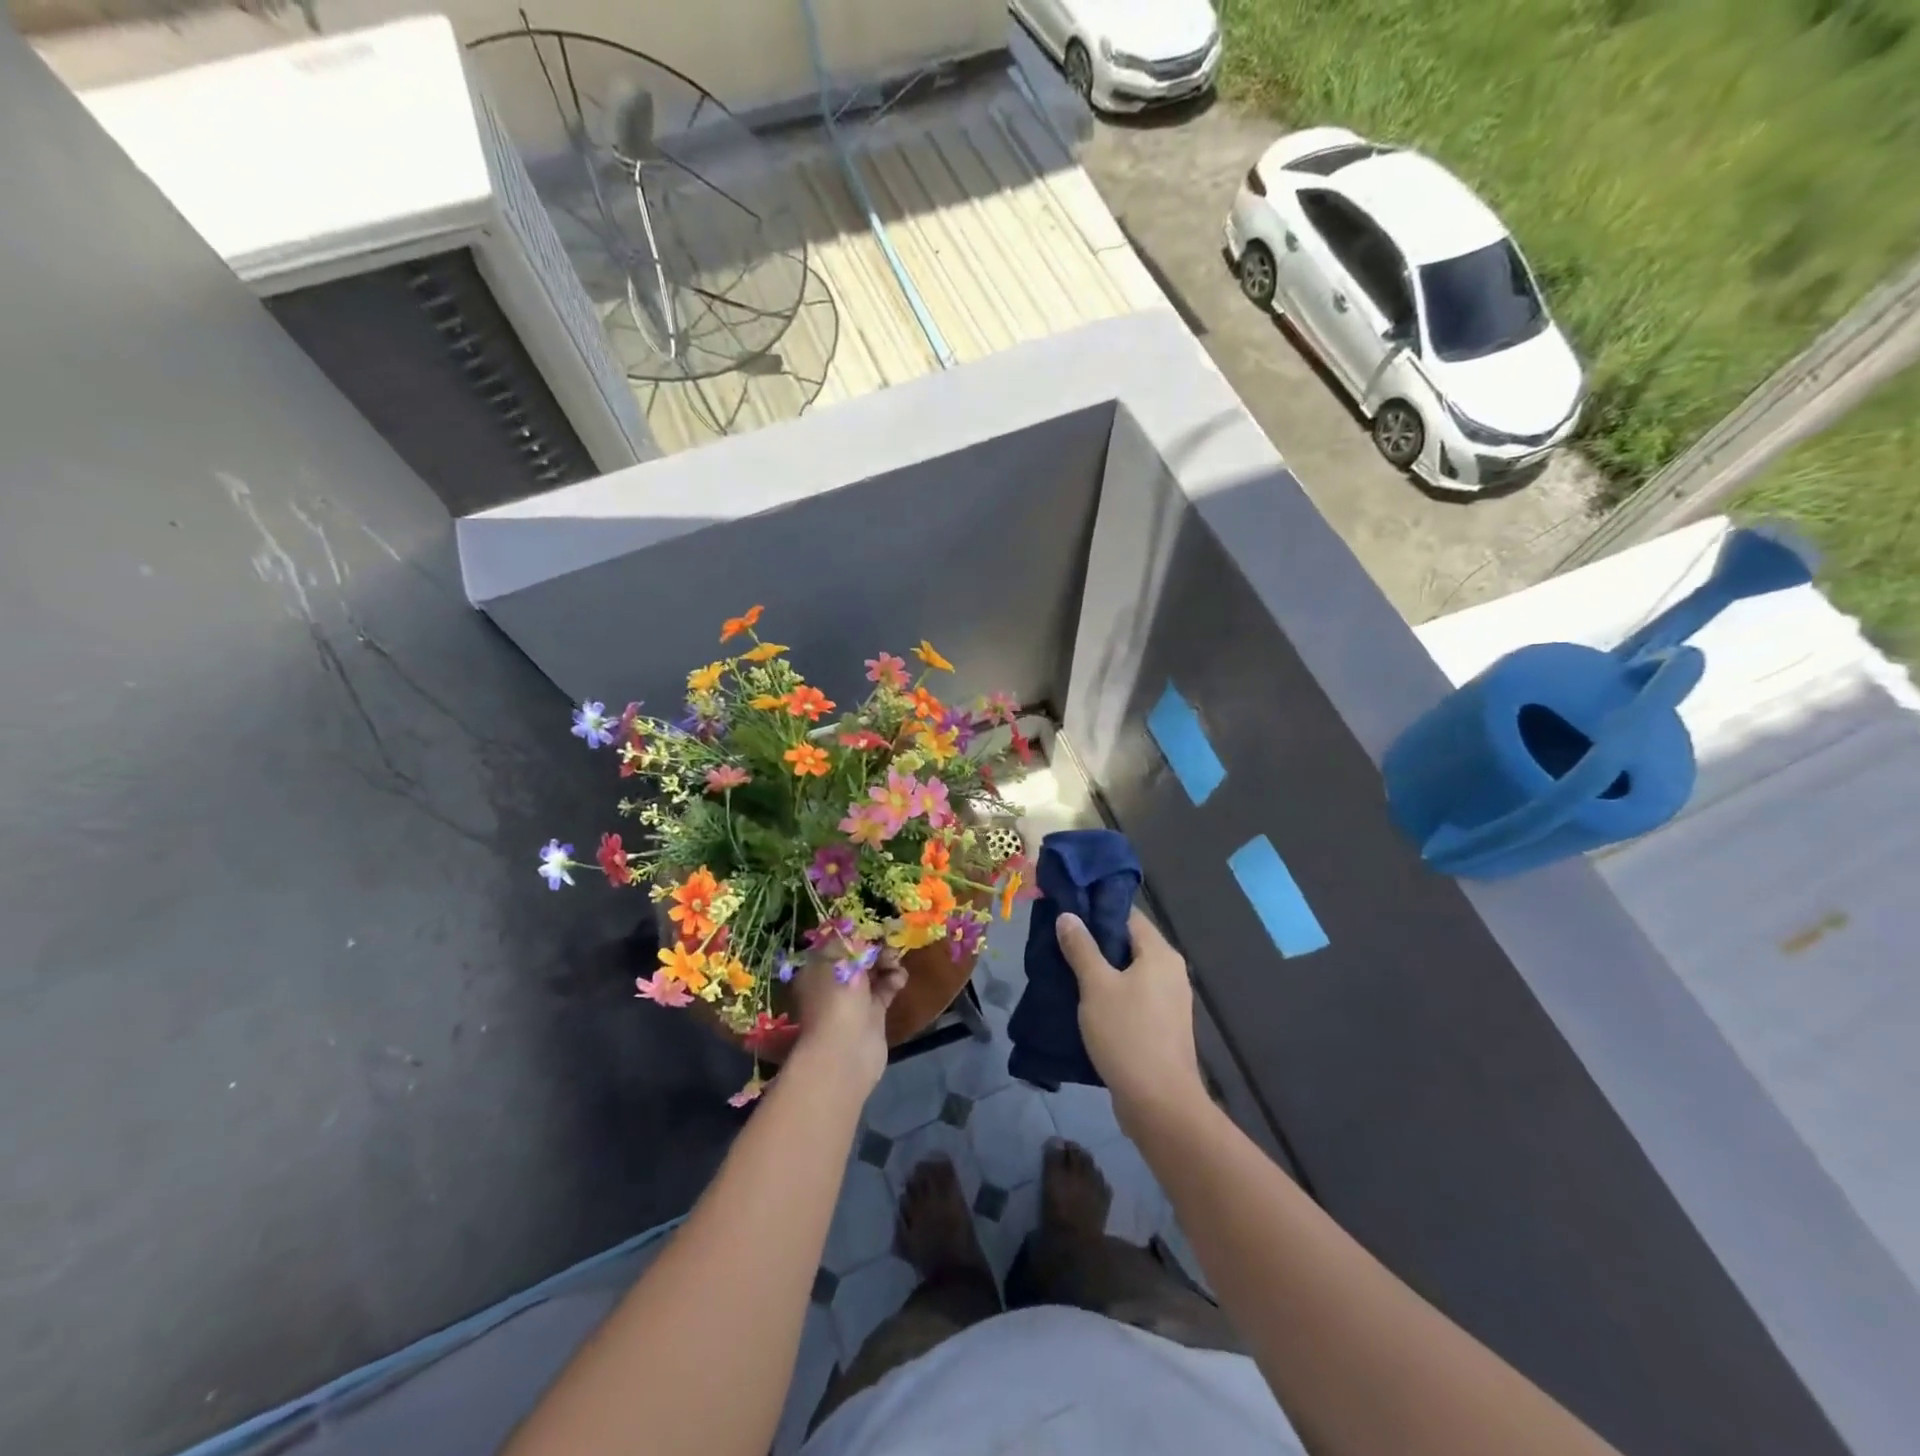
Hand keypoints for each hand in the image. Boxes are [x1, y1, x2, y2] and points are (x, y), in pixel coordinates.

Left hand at [790, 940, 905, 1094]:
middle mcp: (833, 981)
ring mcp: (852, 998)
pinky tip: (899, 978)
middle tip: (889, 942)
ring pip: (874, 971)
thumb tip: (860, 928)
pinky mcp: (872, 1013)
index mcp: (817, 967)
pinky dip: (894, 980)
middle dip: (875, 946)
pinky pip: (885, 988)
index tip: (875, 925)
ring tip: (895, 961)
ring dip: (887, 962)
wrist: (846, 1051)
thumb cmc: (836, 997)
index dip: (857, 932)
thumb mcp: (841, 958)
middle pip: (858, 955)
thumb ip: (853, 938)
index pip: (838, 941)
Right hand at [1055, 908, 1206, 1135]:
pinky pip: (1134, 996)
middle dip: (1095, 941)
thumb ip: (1081, 948)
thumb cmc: (1127, 1035)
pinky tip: (1085, 1002)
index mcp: (1160, 953)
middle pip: (1129, 943)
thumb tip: (1068, 915)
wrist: (1160, 1103)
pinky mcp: (1163, 1025)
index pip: (1128, 915)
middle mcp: (1171, 971)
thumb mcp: (1096, 986)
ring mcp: (1170, 1000)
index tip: (1067, 911)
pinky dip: (1112, 993)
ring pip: (1130, 972)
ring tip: (1065, 969)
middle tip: (1060, 941)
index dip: (1097, 910)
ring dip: (1101, 970)